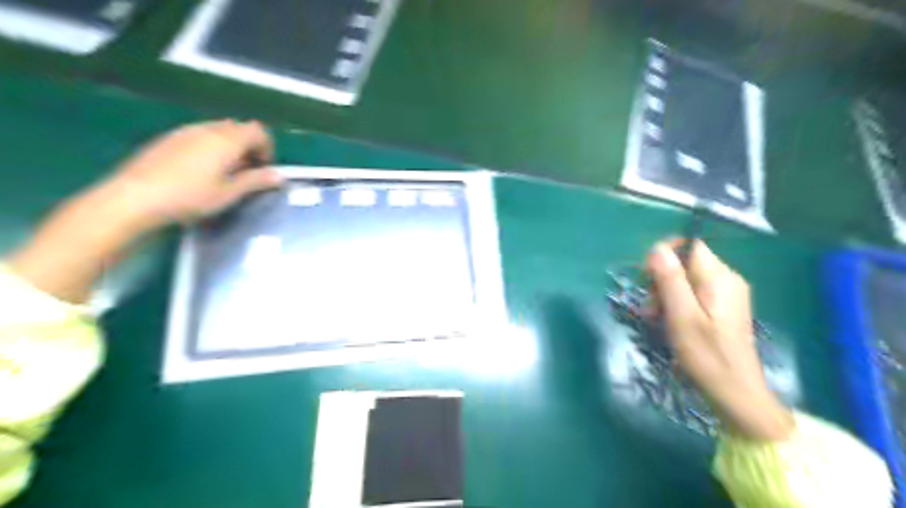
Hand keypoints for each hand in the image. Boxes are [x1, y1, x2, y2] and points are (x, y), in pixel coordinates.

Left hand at [106, 119, 281, 225]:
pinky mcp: (167, 139)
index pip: (257, 130)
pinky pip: (198, 136)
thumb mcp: (229, 193)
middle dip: (248, 146)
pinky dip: (209, 148)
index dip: (267, 148)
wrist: (133, 198)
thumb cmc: (190, 197)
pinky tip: (199, 171)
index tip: (264, 169)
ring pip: (217, 130)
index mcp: (226, 140)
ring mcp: (184, 131)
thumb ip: (256, 181)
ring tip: (224, 173)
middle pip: (237, 128)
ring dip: (229, 147)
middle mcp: (207, 129)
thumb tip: (279, 176)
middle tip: (247, 172)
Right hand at [644, 239, 794, 441]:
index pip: (689, 244)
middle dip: (661, 280)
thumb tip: (657, 248)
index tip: (648, 278)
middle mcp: (726, 279)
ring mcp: (726, 294)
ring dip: (664, 295)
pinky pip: (693, 293)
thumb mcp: (682, 317)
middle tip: (650, 308)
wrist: (736, 395)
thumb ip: (671, 280)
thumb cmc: (707, 356)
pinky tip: (668, 322)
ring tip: (656, 319)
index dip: (664, 254)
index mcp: (720, 277)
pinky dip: (676, 304)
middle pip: (684, 262)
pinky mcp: (722, 308)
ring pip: (685, 279)